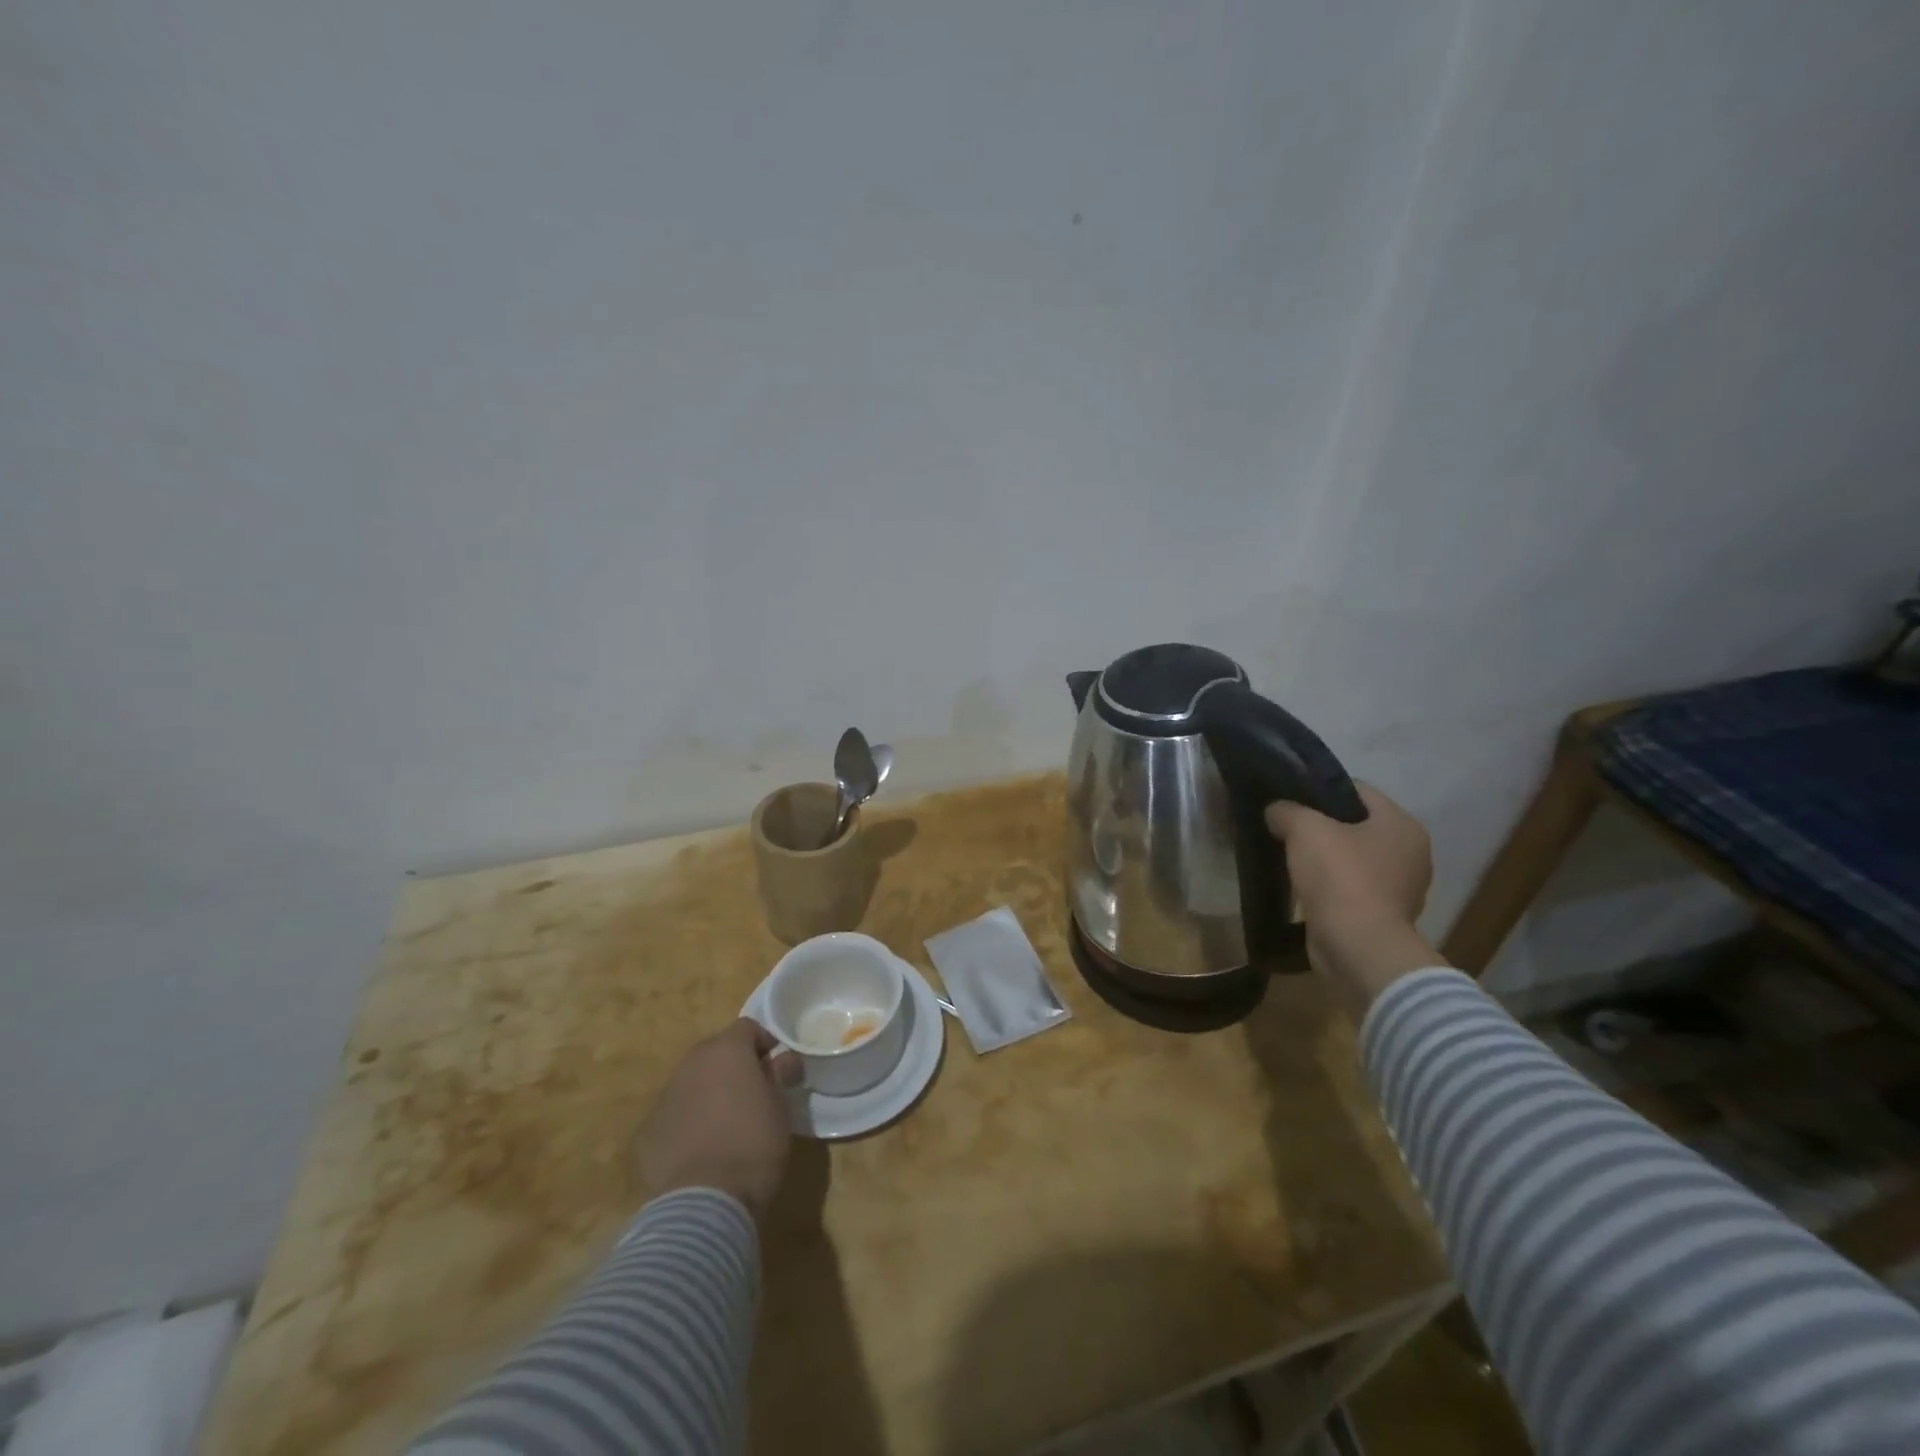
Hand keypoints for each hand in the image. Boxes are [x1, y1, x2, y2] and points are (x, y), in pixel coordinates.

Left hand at [635, 1019, 799, 1221]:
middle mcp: (690, 1064)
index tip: (778, 1066)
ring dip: (708, 1093)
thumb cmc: (754, 1144)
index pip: (748, 1027)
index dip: (765, 1042)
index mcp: (726, 1050)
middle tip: (753, 1093)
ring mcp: (664, 1098)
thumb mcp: (781, 1107)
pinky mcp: (646, 1133)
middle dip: (733, 1066)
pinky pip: (673, 1116)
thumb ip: (779, 1074)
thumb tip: (782, 1059)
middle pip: (715, 1052)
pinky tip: (700, 1151)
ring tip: (725, 1125)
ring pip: (691, 1083)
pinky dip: (686, 1123)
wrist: (704, 1202)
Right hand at [1265, 784, 1443, 1016]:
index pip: (1358, 790)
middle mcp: (1411, 853)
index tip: (1290, 796)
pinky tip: (1303, 884)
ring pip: (1354, 857)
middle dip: (1322, 824)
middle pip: (1357, 824)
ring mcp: (1401, 887)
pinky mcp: (1384, 915)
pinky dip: (1331, 884)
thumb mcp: (1305, 829)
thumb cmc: (1340, 877)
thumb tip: (1276, 811)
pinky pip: (1352, 887)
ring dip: (1326, 856)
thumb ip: (1287, 810)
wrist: (1357, 946)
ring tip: (1289, 854)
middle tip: (1285, 825)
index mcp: (1402, 824)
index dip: (1321, 789)